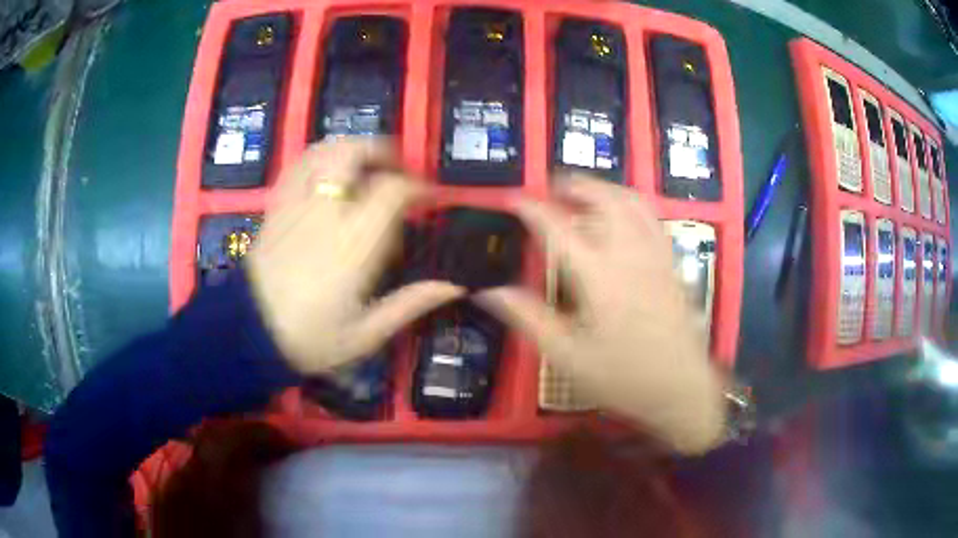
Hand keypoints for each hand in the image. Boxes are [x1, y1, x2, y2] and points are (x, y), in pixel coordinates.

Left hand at [247, 138, 463, 374]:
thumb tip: (456, 284)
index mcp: (354, 242)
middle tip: (398, 170)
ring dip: (351, 148)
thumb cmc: (310, 338)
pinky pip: (296, 166)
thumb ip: (412, 303)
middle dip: (383, 152)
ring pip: (324, 151)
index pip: (393, 191)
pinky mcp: (276, 207)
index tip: (430, 198)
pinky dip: (318, 158)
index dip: (418, 187)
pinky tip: (327, 172)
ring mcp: (296, 204)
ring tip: (365, 166)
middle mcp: (326, 211)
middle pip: (355, 153)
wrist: (249, 335)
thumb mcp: (367, 332)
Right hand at [476, 174, 725, 453]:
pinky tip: (623, 213)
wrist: (680, 387)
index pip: (559, 229)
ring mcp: (655, 255)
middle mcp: (629, 255)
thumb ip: (530, 319)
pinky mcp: (671, 263)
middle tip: (553, 185)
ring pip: (632, 202)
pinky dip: (632, 204)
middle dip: (577, 185)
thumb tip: (492, 292)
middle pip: (604, 200)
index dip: (532, 209)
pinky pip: (652, 219)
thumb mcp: (568, 357)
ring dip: (606, 188)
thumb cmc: (623, 376)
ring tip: (585, 190)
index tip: (513, 199)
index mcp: (599, 277)